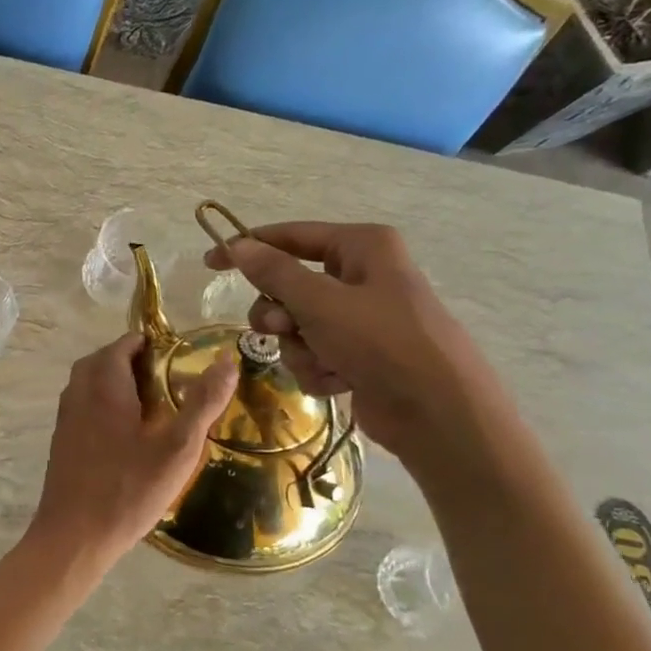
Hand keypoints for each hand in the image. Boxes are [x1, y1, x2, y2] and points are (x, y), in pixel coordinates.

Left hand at [27, 332, 237, 568]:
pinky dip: (105, 404)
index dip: (152, 344)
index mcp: (104, 383)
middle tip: (169, 379)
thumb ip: (202, 403)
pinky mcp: (61, 439)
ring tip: (153, 403)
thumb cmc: (128, 489)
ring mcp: (65, 416)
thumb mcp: (177, 447)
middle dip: (135, 360)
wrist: (74, 536)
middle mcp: (78, 391)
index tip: (180, 358)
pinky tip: (128, 433)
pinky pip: (84, 405)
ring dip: (118, 382)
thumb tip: (227, 362)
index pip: (125, 343)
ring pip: (91, 382)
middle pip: (105, 359)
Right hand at [205, 222, 503, 465]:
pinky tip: (339, 381)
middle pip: (291, 285)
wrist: (439, 413)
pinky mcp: (362, 355)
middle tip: (280, 327)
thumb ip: (274, 272)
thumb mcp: (320, 302)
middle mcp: (363, 276)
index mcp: (362, 247)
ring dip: (300, 347)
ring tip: (322, 361)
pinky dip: (319, 368)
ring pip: (299, 325)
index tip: (210, 262)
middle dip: (281, 313)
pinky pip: (316, 353)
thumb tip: (239, 245)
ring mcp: (363, 319)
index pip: (291, 237)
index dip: (248, 248)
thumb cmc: (381, 342)